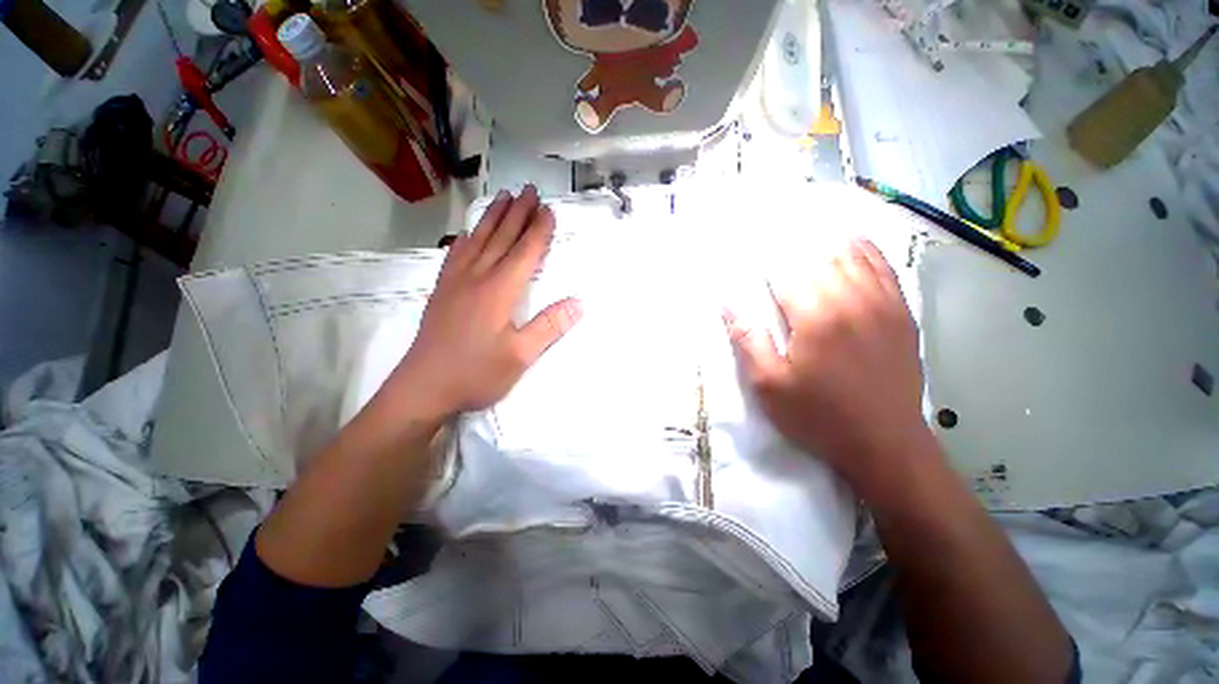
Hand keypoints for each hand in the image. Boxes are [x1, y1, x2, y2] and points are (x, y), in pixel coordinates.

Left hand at [383, 186, 582, 420]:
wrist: (423, 387)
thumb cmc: (476, 373)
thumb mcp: (520, 356)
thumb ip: (549, 326)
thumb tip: (580, 302)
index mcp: (499, 291)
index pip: (525, 253)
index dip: (539, 231)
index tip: (548, 210)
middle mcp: (477, 278)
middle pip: (501, 238)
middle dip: (518, 213)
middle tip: (529, 189)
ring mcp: (455, 283)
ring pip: (478, 240)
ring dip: (493, 217)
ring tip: (503, 196)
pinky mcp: (442, 292)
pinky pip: (456, 254)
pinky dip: (467, 238)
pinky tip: (469, 233)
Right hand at [724, 238, 928, 486]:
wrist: (885, 445)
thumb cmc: (818, 416)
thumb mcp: (769, 385)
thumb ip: (747, 338)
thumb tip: (726, 301)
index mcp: (817, 315)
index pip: (787, 270)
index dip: (765, 256)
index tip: (748, 243)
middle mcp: (853, 299)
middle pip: (819, 256)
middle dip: (792, 244)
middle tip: (772, 232)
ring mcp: (884, 303)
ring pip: (853, 255)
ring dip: (825, 240)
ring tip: (806, 229)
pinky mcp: (902, 314)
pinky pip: (885, 268)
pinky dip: (865, 250)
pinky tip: (852, 242)